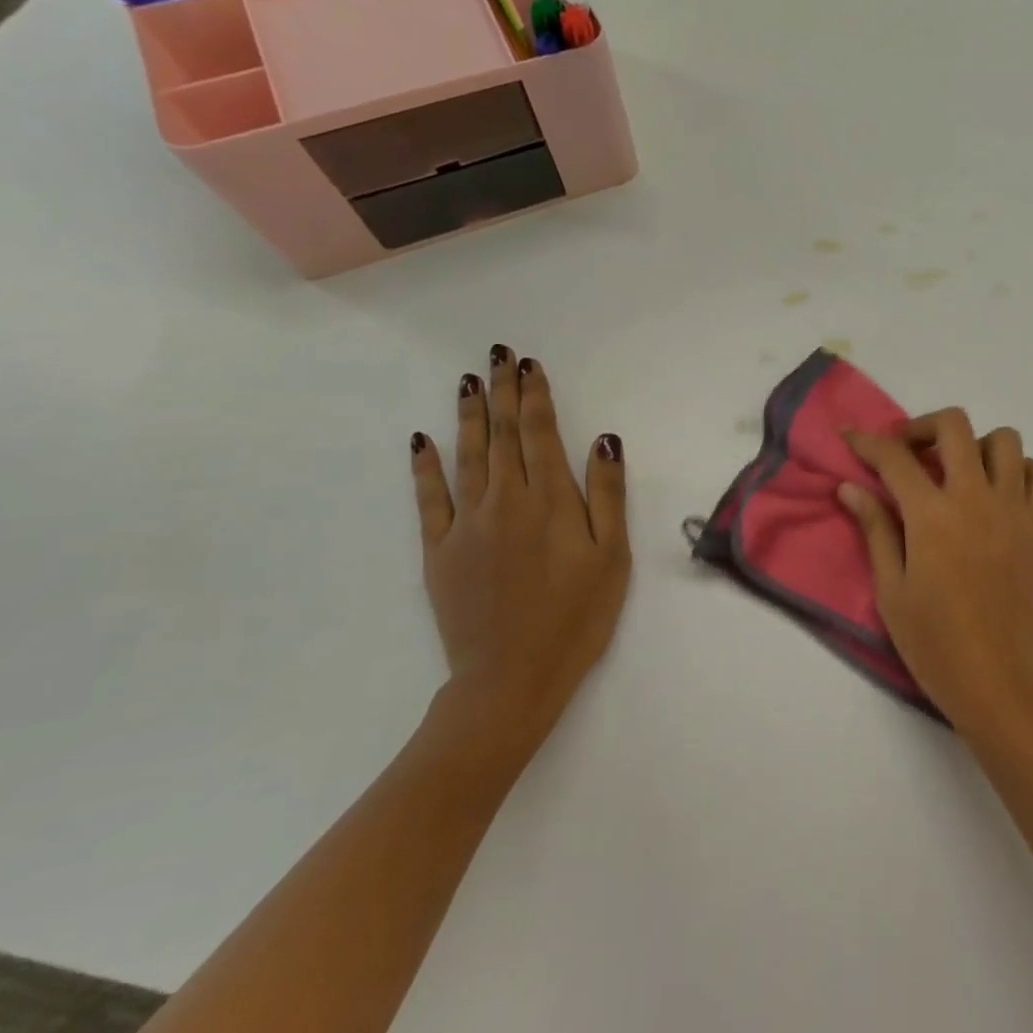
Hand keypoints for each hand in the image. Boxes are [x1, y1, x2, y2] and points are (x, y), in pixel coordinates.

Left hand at [411, 345, 630, 763]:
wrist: (512, 677)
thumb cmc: (578, 617)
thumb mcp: (612, 557)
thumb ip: (607, 496)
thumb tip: (603, 441)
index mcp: (549, 501)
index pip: (539, 434)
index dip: (535, 396)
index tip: (530, 365)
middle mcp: (504, 501)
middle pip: (502, 436)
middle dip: (502, 392)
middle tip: (498, 355)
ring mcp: (466, 524)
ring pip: (466, 457)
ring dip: (468, 416)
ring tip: (467, 381)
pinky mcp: (439, 551)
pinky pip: (429, 498)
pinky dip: (425, 466)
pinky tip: (421, 440)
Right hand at [840, 409, 1032, 737]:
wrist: (996, 680)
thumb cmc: (933, 642)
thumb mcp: (891, 589)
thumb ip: (874, 529)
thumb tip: (850, 487)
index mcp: (932, 515)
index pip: (894, 458)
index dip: (867, 441)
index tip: (850, 436)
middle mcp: (976, 498)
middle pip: (953, 426)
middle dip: (922, 426)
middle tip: (906, 451)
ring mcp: (1015, 509)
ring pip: (1004, 440)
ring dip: (975, 444)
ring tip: (957, 471)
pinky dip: (1022, 469)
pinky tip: (1000, 491)